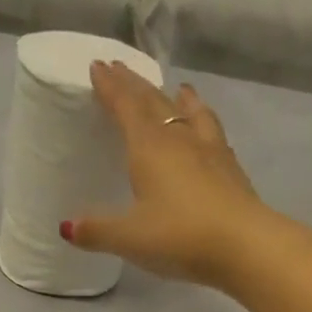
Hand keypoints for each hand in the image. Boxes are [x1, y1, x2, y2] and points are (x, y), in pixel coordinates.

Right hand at [65, 61, 287, 288]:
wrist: (244, 245)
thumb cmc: (179, 237)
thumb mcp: (130, 238)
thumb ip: (98, 231)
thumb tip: (66, 228)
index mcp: (148, 148)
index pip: (125, 107)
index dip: (110, 87)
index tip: (98, 66)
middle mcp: (179, 139)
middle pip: (154, 102)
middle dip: (135, 85)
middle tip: (121, 69)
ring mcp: (209, 151)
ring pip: (189, 113)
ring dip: (177, 98)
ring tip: (175, 89)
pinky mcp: (231, 169)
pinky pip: (213, 132)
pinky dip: (204, 120)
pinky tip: (207, 128)